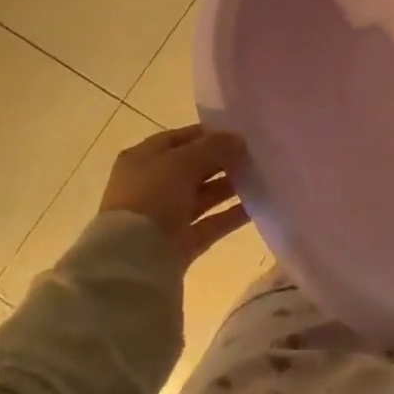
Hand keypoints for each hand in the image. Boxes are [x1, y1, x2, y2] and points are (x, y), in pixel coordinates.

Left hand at [99, 124, 251, 269]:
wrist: (132, 260)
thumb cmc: (152, 196)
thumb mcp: (183, 161)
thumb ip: (214, 147)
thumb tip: (239, 141)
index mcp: (143, 159)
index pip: (180, 139)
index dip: (209, 134)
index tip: (240, 133)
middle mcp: (152, 185)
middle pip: (193, 167)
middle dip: (223, 161)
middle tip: (255, 155)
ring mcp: (166, 216)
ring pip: (204, 196)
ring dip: (230, 187)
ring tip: (261, 178)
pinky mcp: (180, 243)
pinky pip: (211, 223)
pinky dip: (232, 215)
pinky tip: (257, 206)